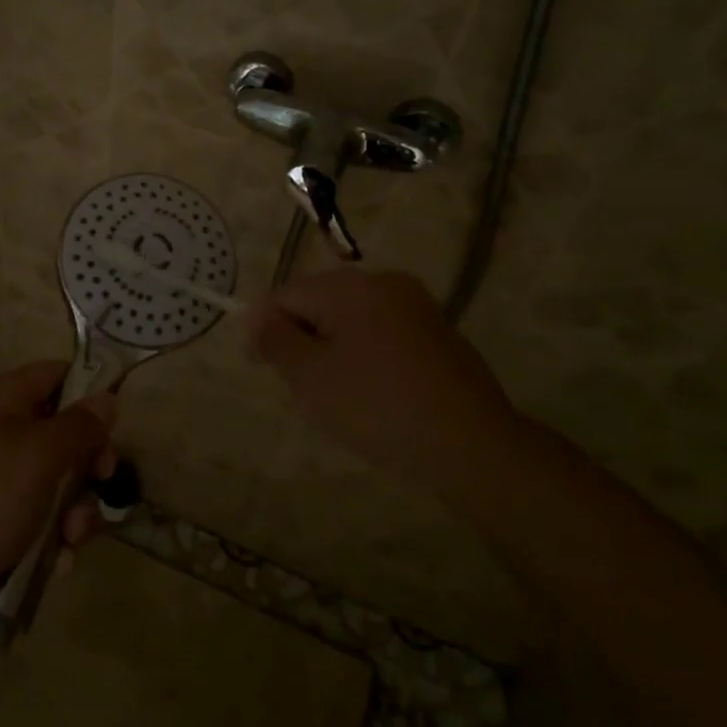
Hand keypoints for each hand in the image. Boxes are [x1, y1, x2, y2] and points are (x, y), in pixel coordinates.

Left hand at [0, 361, 116, 614]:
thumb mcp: (41, 456)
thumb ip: (79, 426)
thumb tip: (106, 398)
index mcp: (3, 400)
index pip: (56, 374)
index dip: (89, 393)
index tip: (113, 427)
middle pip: (61, 433)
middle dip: (86, 465)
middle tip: (99, 485)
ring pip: (53, 482)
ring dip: (73, 511)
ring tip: (69, 540)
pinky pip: (34, 519)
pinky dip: (49, 539)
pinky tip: (52, 565)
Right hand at [250, 267, 514, 471]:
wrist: (471, 444)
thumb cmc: (378, 407)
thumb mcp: (311, 377)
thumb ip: (275, 340)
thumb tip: (255, 317)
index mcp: (349, 287)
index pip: (286, 294)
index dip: (263, 326)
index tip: (258, 365)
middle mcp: (383, 282)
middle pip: (319, 300)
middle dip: (299, 336)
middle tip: (297, 384)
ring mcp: (415, 305)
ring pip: (350, 317)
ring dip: (330, 346)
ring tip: (333, 393)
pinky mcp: (437, 330)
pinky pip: (381, 331)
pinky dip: (363, 352)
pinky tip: (370, 392)